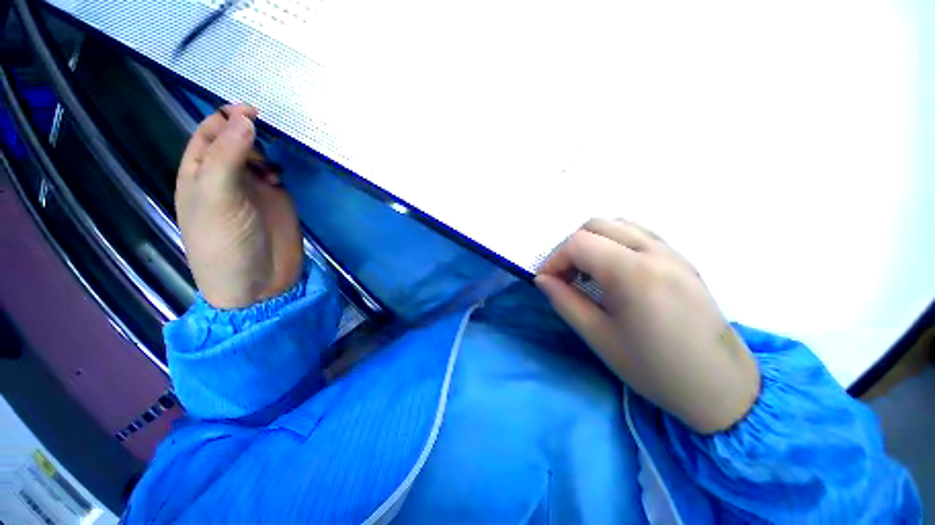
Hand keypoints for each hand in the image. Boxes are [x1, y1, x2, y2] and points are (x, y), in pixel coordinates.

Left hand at [176, 104, 303, 308]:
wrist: (258, 282)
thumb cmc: (225, 243)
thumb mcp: (219, 198)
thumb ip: (229, 157)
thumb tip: (245, 118)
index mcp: (199, 175)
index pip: (208, 136)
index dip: (225, 118)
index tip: (251, 110)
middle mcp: (225, 178)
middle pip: (234, 142)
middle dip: (248, 131)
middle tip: (268, 131)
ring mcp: (253, 190)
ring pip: (257, 156)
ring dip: (265, 150)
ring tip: (273, 159)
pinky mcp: (276, 201)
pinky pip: (276, 174)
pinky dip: (279, 167)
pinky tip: (281, 175)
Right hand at [536, 218, 759, 433]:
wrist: (720, 385)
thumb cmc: (654, 368)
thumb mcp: (598, 337)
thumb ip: (564, 301)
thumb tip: (542, 280)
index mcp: (634, 273)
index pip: (578, 243)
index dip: (554, 259)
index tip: (547, 281)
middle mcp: (654, 251)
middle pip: (595, 225)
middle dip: (570, 247)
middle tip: (566, 276)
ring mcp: (671, 251)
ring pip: (617, 224)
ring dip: (592, 242)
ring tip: (587, 272)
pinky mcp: (680, 258)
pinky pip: (637, 233)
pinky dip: (613, 242)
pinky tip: (612, 270)